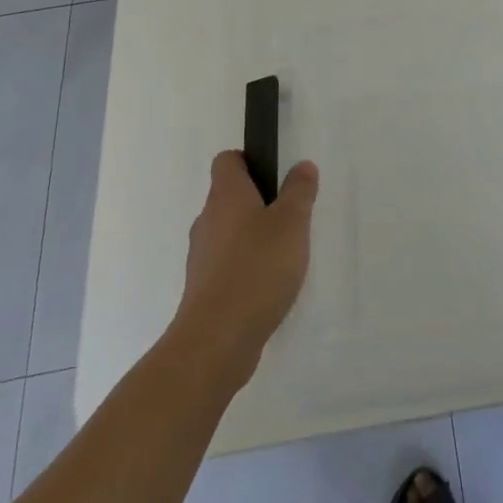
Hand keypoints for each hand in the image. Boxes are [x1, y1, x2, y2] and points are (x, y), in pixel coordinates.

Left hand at [169, 151, 318, 386]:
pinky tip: (268, 286)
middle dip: (257, 203)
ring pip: (227, 234)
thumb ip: (299, 191)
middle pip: (229, 198)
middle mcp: (207, 220)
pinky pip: (226, 267)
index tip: (274, 175)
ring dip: (252, 238)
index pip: (227, 161)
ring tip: (284, 255)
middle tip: (289, 217)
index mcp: (226, 195)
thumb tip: (301, 166)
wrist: (216, 341)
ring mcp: (201, 258)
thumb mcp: (291, 222)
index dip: (248, 161)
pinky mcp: (203, 291)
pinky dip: (245, 269)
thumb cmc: (257, 268)